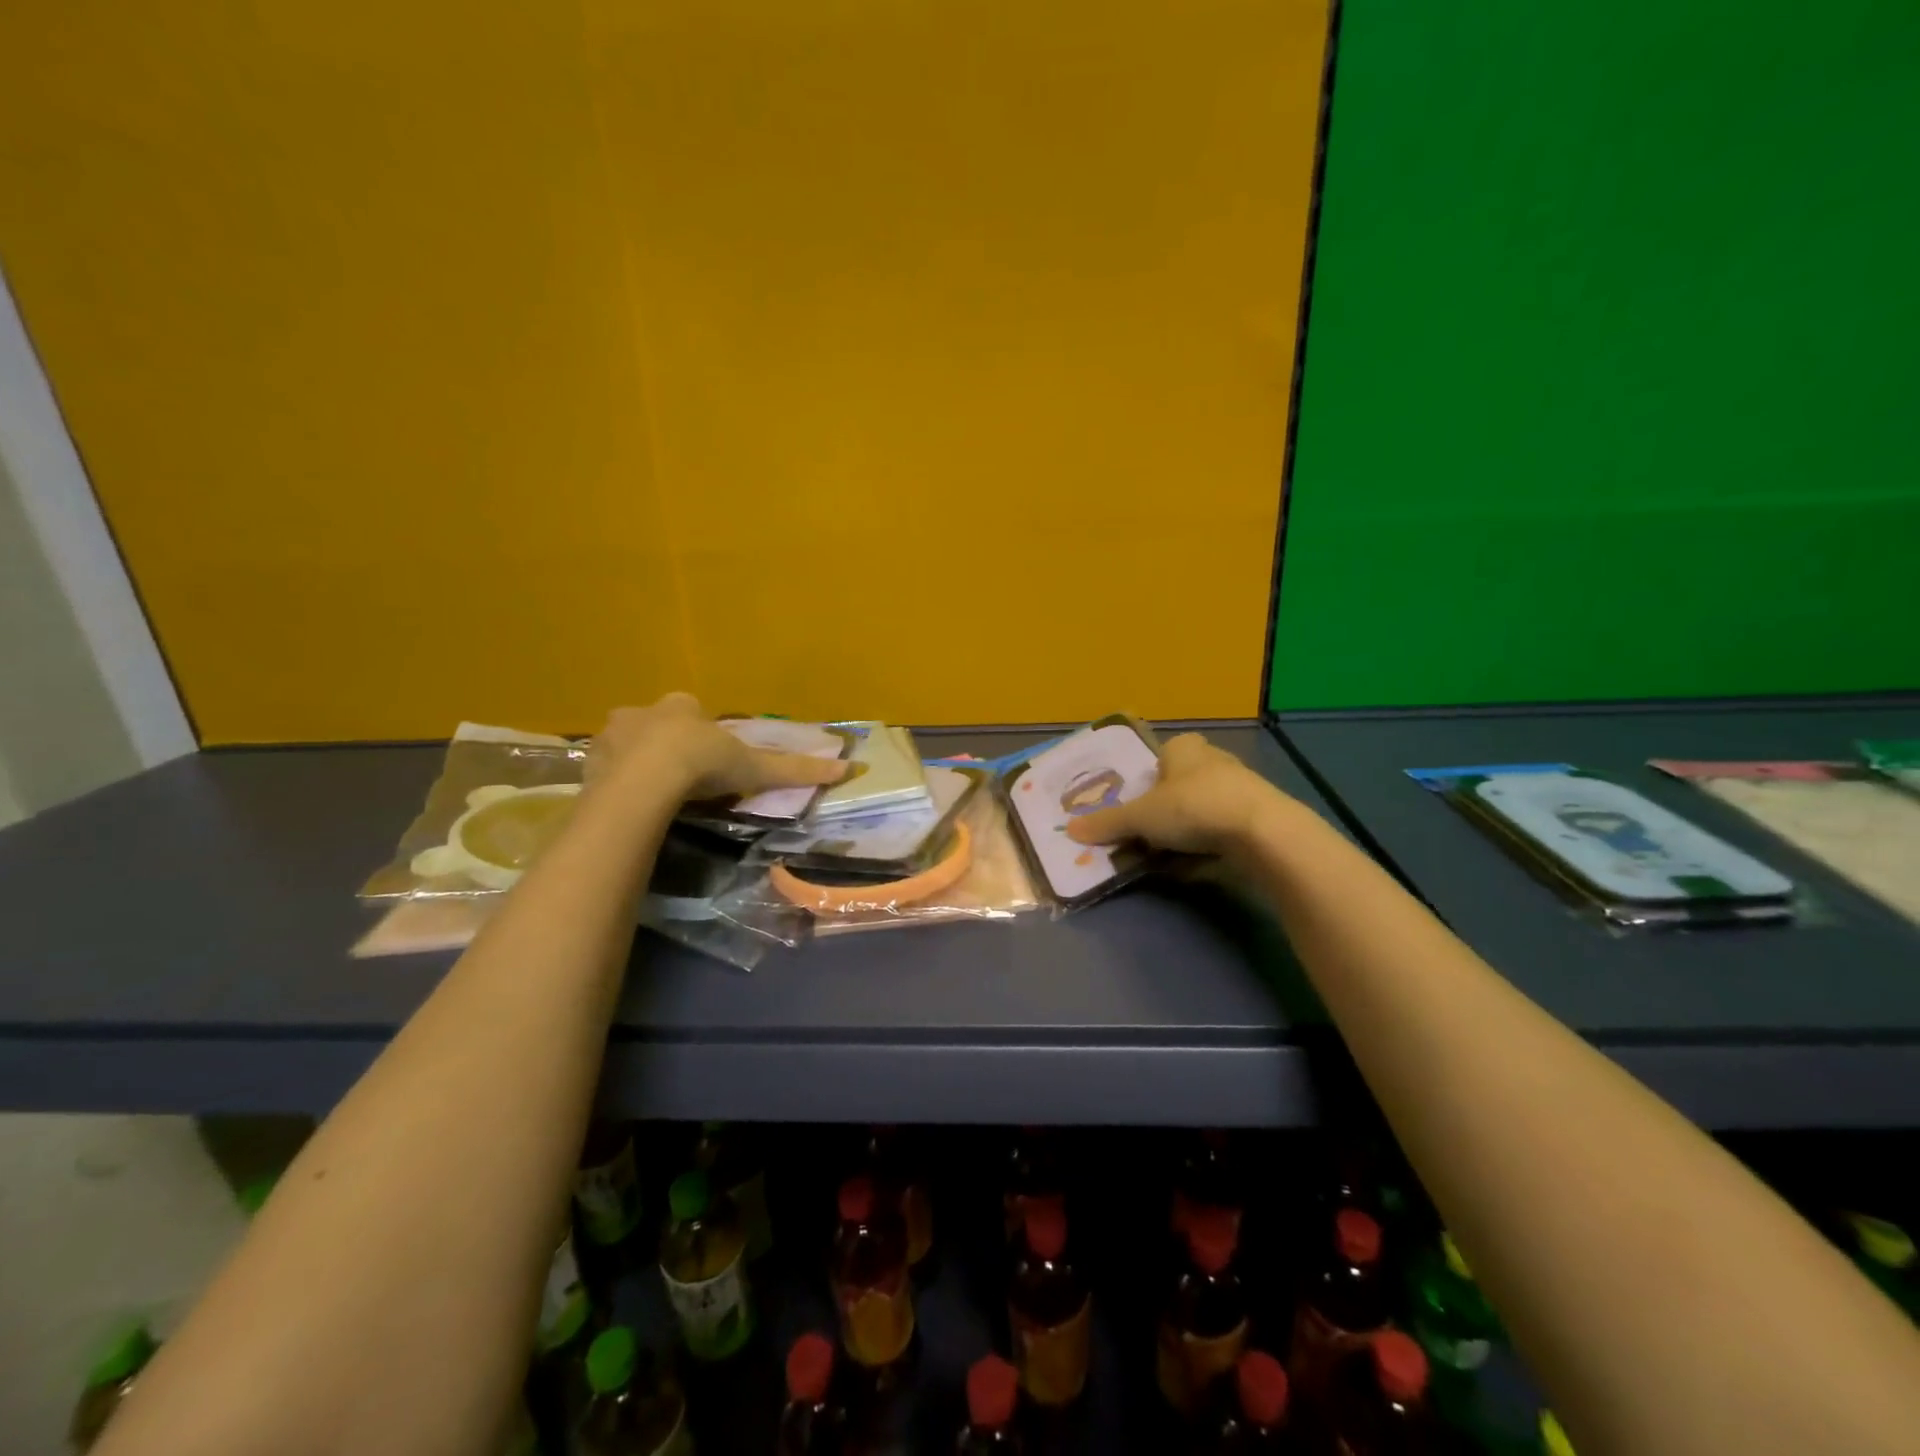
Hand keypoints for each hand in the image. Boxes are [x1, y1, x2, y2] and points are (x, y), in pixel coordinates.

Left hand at [586, 694, 847, 803]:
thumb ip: (794, 769)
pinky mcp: (588, 763)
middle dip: (665, 741)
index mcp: (680, 706)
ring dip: (635, 760)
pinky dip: (612, 780)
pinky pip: (602, 768)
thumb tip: (848, 767)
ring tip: (650, 792)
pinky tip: (626, 802)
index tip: (708, 756)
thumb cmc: (702, 764)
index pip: (691, 708)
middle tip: (678, 774)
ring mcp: (610, 736)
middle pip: (655, 723)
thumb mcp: (753, 768)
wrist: (644, 782)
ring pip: (625, 743)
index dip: (700, 730)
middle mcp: (642, 712)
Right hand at [1065, 732, 1292, 856]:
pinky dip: (1204, 848)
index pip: (1158, 759)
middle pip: (1176, 788)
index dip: (1143, 785)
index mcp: (1183, 748)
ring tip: (1164, 858)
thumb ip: (1106, 823)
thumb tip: (1069, 830)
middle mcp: (1212, 761)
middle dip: (1160, 813)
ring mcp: (1238, 790)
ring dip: (1181, 834)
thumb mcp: (1140, 817)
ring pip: (1198, 812)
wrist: (1262, 834)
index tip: (1133, 810)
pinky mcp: (1255, 819)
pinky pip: (1219, 833)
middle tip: (1142, 837)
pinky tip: (1193, 867)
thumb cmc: (1193, 808)